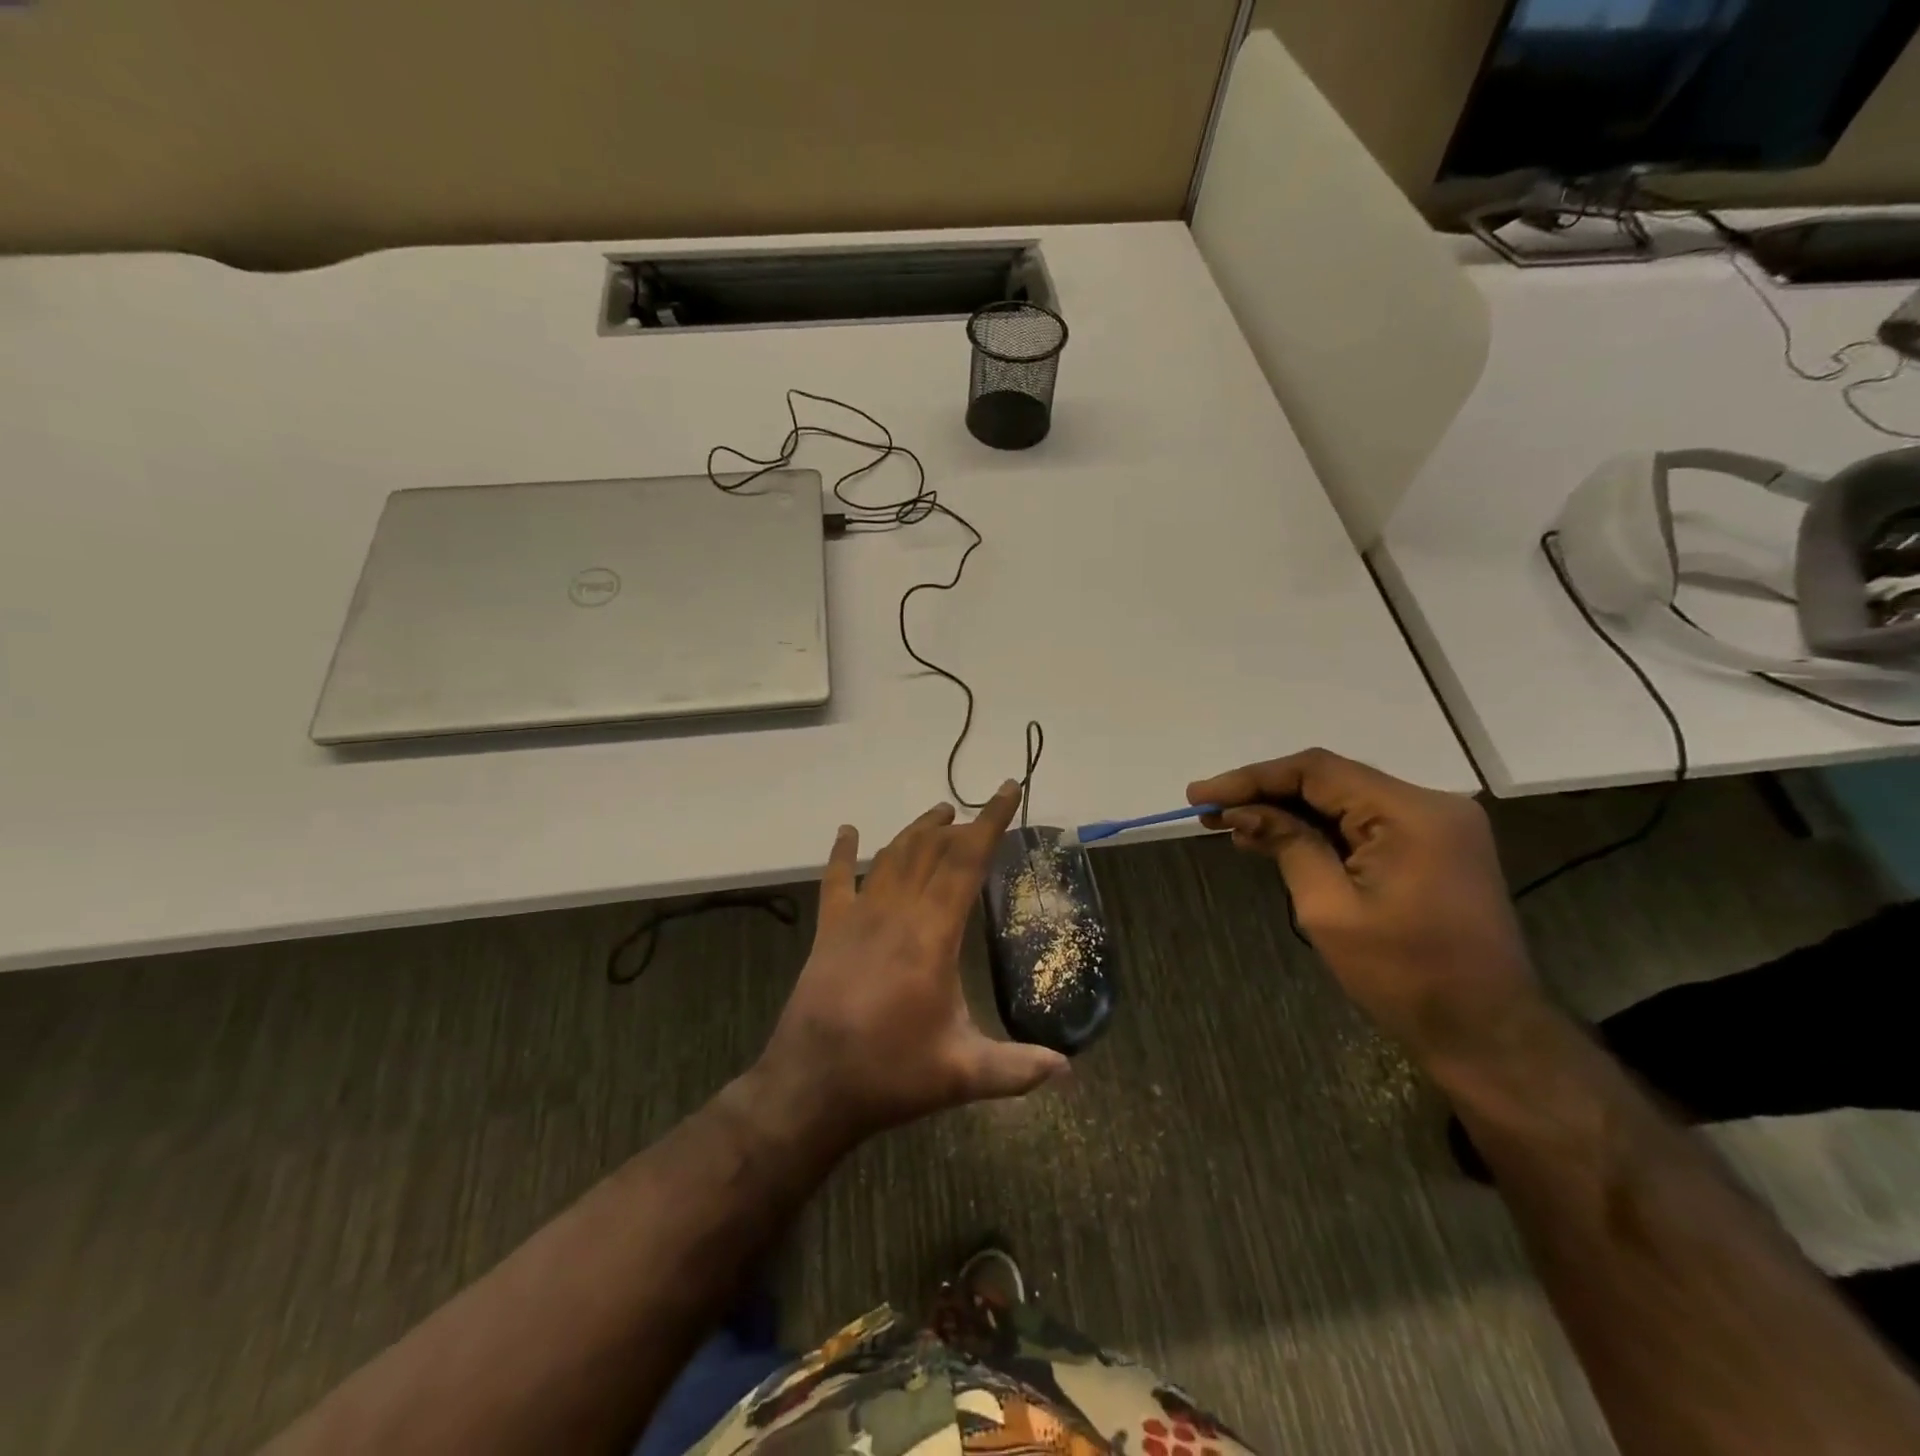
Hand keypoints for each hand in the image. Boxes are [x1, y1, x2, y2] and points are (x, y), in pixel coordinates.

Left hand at [753, 781, 1067, 1146]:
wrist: (810, 1086)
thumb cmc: (889, 1075)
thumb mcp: (961, 1074)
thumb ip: (1017, 1069)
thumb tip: (1068, 1070)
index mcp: (932, 934)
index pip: (967, 861)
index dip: (991, 822)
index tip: (1008, 790)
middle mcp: (896, 912)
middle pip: (931, 850)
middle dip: (960, 826)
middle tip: (980, 814)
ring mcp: (857, 916)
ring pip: (892, 856)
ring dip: (917, 830)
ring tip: (939, 813)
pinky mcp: (829, 930)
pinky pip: (836, 880)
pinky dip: (842, 852)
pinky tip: (847, 831)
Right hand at [1188, 749, 1547, 1066]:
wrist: (1487, 1034)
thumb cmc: (1404, 975)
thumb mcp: (1330, 910)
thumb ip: (1287, 845)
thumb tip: (1243, 811)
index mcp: (1411, 813)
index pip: (1316, 771)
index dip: (1252, 778)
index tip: (1200, 794)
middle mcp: (1431, 804)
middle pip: (1331, 781)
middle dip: (1266, 794)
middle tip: (1208, 812)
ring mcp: (1437, 825)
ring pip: (1344, 801)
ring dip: (1288, 812)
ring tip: (1231, 827)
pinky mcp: (1434, 847)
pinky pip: (1364, 824)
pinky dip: (1319, 830)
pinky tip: (1275, 839)